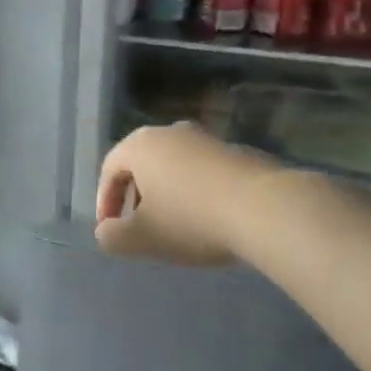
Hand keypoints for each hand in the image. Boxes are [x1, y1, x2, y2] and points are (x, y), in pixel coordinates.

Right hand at [95, 124, 273, 267]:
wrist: (265, 209)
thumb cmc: (191, 220)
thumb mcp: (142, 238)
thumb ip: (112, 236)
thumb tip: (106, 231)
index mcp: (140, 145)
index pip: (109, 169)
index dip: (105, 201)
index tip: (111, 230)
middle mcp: (170, 132)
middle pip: (141, 164)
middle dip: (135, 196)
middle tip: (139, 226)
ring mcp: (206, 139)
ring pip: (173, 166)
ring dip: (167, 193)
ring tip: (175, 225)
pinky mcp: (236, 151)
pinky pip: (202, 171)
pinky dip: (196, 191)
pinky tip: (209, 218)